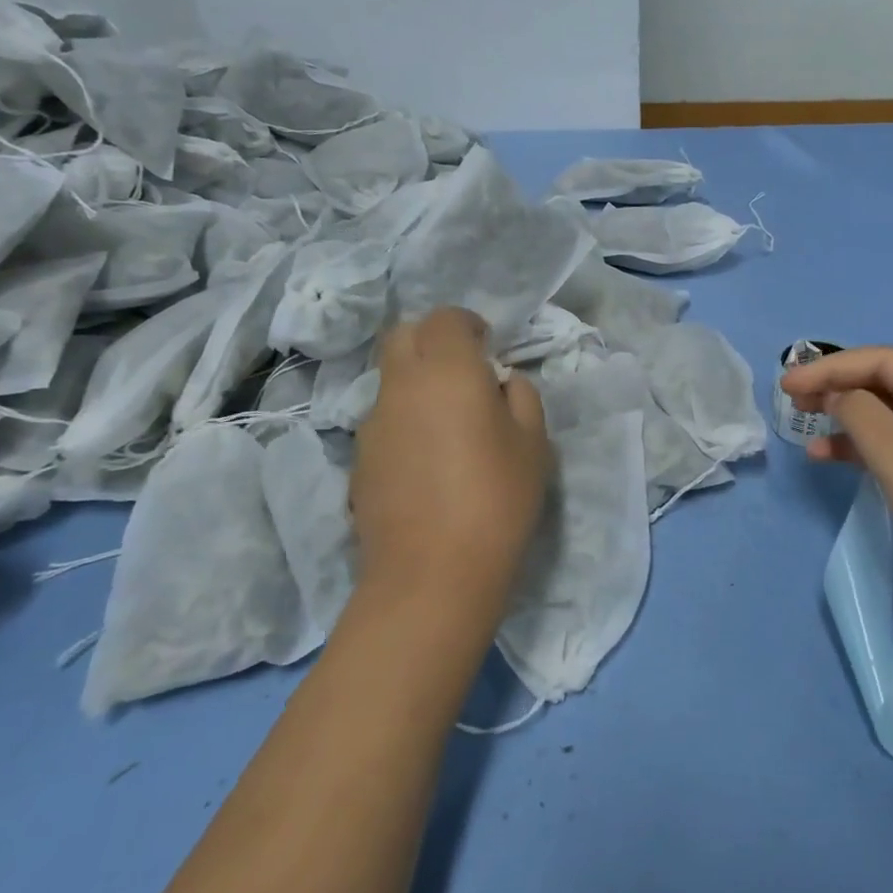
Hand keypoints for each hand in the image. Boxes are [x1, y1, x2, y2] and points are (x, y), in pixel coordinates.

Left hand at [351, 308, 551, 634]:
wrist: (431, 575)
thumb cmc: (496, 499)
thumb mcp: (534, 444)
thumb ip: (521, 397)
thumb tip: (502, 383)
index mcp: (447, 371)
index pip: (445, 318)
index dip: (468, 325)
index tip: (488, 348)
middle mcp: (401, 386)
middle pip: (403, 336)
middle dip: (433, 341)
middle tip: (465, 372)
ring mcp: (372, 424)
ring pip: (390, 380)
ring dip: (418, 382)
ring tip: (449, 423)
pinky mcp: (359, 461)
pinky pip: (384, 420)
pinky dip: (405, 420)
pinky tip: (428, 461)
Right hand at [782, 347, 892, 630]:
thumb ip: (861, 415)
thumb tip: (835, 395)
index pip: (884, 361)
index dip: (832, 367)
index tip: (787, 385)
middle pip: (886, 383)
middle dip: (838, 387)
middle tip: (792, 400)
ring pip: (888, 415)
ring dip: (846, 418)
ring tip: (804, 425)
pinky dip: (861, 449)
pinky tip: (827, 457)